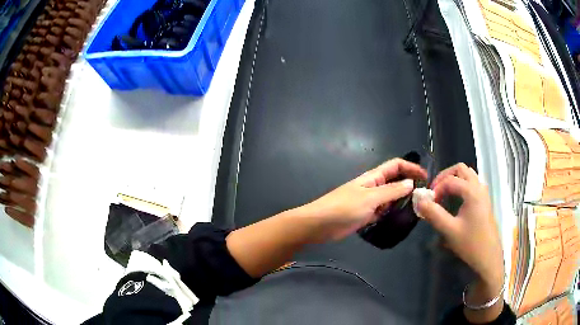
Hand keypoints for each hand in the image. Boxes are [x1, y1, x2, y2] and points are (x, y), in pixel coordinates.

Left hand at [301, 158, 426, 241]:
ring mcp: (370, 201)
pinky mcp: (367, 214)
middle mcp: (374, 186)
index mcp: (374, 177)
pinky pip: (384, 210)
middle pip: (396, 181)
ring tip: (418, 208)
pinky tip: (401, 219)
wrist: (319, 225)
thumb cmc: (343, 208)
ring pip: (391, 197)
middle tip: (425, 197)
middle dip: (410, 185)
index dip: (411, 168)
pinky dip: (392, 212)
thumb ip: (391, 191)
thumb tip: (411, 183)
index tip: (426, 178)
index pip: (396, 166)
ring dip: (403, 200)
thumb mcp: (370, 198)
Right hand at [415, 164, 503, 305]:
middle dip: (445, 177)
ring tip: (444, 195)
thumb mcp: (449, 230)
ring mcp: (483, 193)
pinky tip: (456, 201)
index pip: (450, 180)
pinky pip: (472, 184)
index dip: (436, 188)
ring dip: (454, 180)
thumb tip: (419, 201)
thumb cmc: (470, 244)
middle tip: (435, 191)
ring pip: (468, 175)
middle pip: (461, 169)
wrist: (488, 257)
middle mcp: (479, 187)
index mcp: (472, 192)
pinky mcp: (484, 201)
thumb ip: (433, 214)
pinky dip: (461, 186)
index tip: (428, 203)